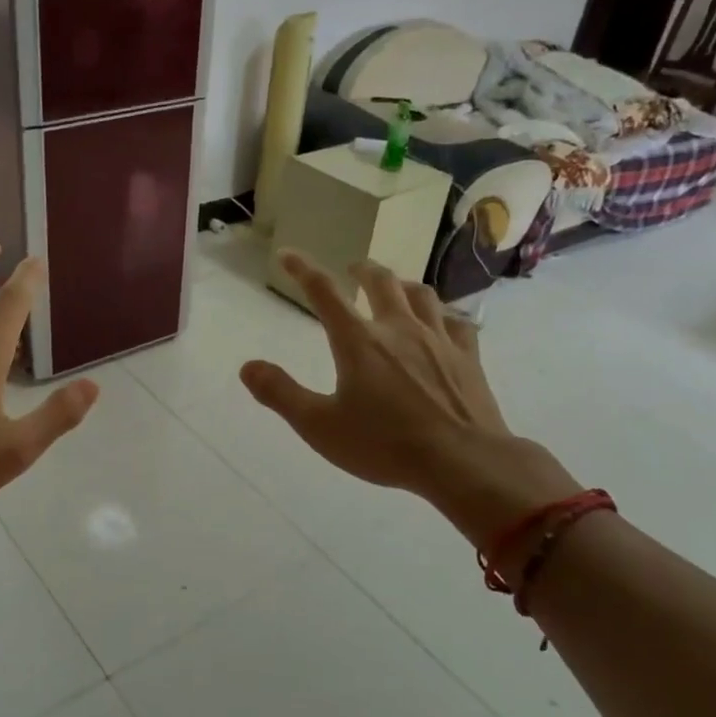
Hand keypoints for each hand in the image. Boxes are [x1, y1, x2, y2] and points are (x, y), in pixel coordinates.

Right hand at [240, 251, 579, 543]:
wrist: (462, 461)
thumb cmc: (384, 445)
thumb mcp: (319, 426)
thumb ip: (280, 393)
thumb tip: (247, 367)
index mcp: (358, 341)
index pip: (323, 292)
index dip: (302, 269)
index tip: (287, 255)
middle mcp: (398, 328)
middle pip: (381, 281)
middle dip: (362, 269)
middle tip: (353, 268)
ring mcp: (438, 339)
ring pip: (421, 295)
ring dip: (403, 285)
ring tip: (396, 288)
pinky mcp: (468, 357)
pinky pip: (457, 322)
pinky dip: (444, 315)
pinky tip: (443, 322)